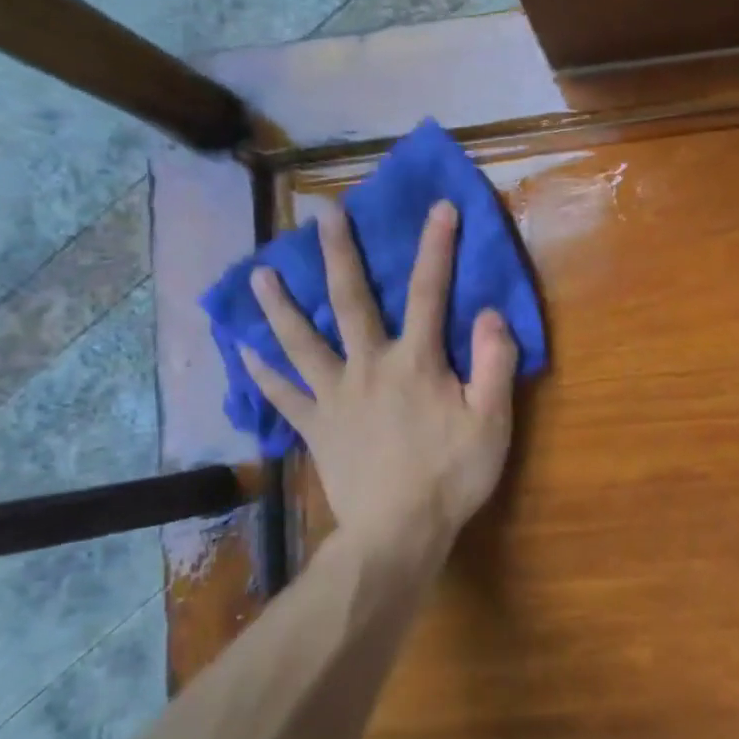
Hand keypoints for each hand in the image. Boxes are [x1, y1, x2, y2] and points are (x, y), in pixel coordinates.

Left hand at [241, 200, 517, 552]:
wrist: (399, 531)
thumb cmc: (453, 474)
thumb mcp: (492, 420)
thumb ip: (494, 363)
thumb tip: (489, 313)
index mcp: (417, 361)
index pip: (430, 292)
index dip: (437, 247)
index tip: (439, 207)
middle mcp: (369, 366)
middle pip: (350, 300)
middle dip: (339, 253)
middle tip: (322, 214)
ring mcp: (335, 395)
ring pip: (300, 341)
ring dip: (280, 305)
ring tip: (259, 274)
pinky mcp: (315, 426)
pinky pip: (282, 395)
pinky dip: (261, 372)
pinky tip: (243, 351)